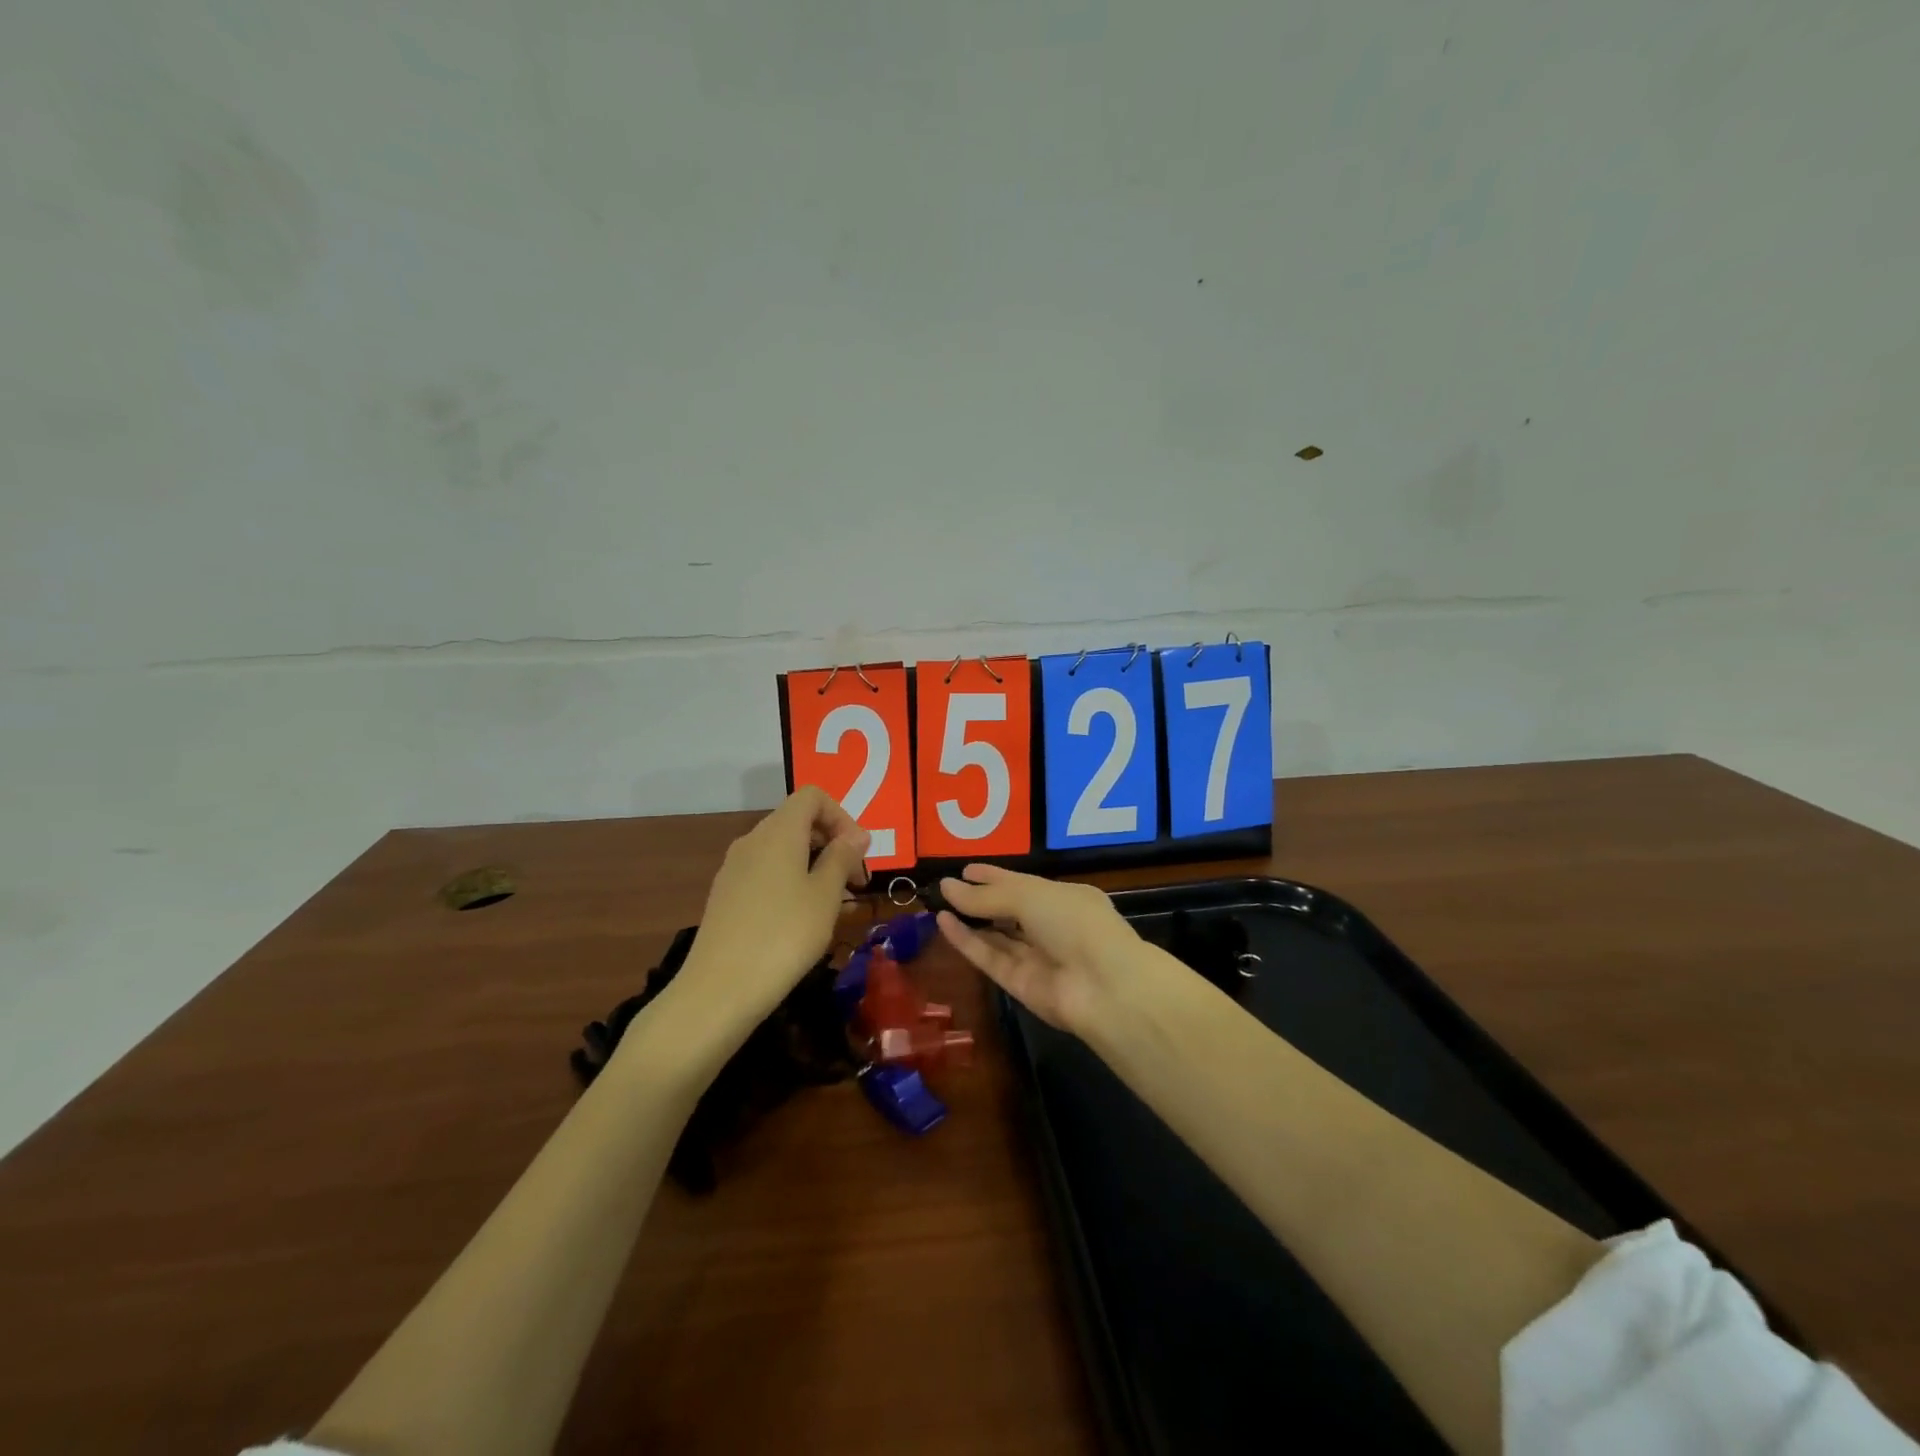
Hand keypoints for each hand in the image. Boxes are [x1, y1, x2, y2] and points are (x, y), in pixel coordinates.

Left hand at [663, 787, 870, 1040]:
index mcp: (778, 831)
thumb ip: (842, 858)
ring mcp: (734, 869)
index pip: (812, 797)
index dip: (842, 816)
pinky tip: (804, 919)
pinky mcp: (726, 896)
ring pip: (783, 850)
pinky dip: (792, 882)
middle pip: (797, 822)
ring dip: (814, 866)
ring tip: (836, 905)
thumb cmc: (784, 935)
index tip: (859, 853)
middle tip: (856, 882)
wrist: (720, 989)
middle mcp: (752, 840)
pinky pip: (766, 873)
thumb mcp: (825, 895)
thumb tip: (855, 835)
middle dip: (832, 843)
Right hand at [934, 864, 1144, 1034]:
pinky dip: (967, 941)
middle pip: (1009, 910)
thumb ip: (986, 896)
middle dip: (980, 900)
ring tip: (937, 903)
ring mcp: (1036, 957)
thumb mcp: (1029, 896)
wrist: (1103, 987)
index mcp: (1065, 898)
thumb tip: (947, 887)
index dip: (994, 876)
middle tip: (945, 888)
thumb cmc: (1074, 923)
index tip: (966, 869)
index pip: (1023, 883)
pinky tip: (943, 922)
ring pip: (997, 936)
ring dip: (969, 920)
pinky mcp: (1020, 985)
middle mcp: (1051, 926)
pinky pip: (990, 957)